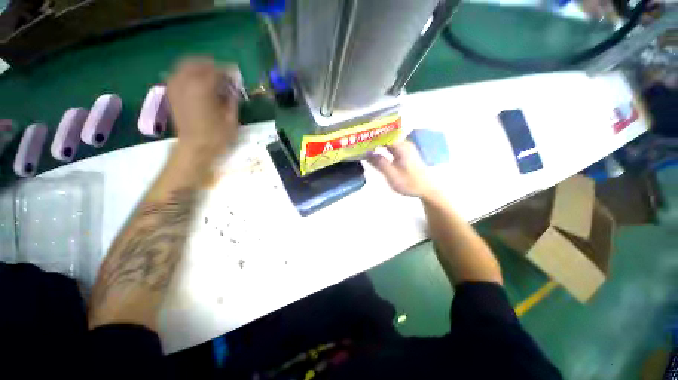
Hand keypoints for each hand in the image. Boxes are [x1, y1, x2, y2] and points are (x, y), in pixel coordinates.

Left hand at [166, 58, 239, 159]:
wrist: (194, 148)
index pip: (216, 71)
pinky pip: (178, 75)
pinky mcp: (171, 94)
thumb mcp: (231, 119)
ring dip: (199, 68)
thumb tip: (233, 88)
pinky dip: (188, 74)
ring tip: (211, 77)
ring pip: (185, 66)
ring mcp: (175, 87)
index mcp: (203, 88)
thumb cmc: (216, 136)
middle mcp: (186, 83)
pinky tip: (197, 83)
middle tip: (223, 74)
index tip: (236, 75)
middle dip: (212, 66)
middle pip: (198, 63)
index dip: (228, 71)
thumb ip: (232, 99)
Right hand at [367, 141, 436, 198]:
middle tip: (359, 140)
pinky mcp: (404, 154)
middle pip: (385, 135)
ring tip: (363, 144)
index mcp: (402, 147)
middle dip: (372, 137)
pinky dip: (381, 147)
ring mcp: (405, 148)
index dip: (372, 134)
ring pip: (387, 140)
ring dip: (376, 142)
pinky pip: (390, 146)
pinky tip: (374, 151)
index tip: (360, 136)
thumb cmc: (410, 183)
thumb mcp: (392, 175)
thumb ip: (379, 163)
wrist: (427, 189)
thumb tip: (365, 152)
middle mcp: (404, 144)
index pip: (384, 134)